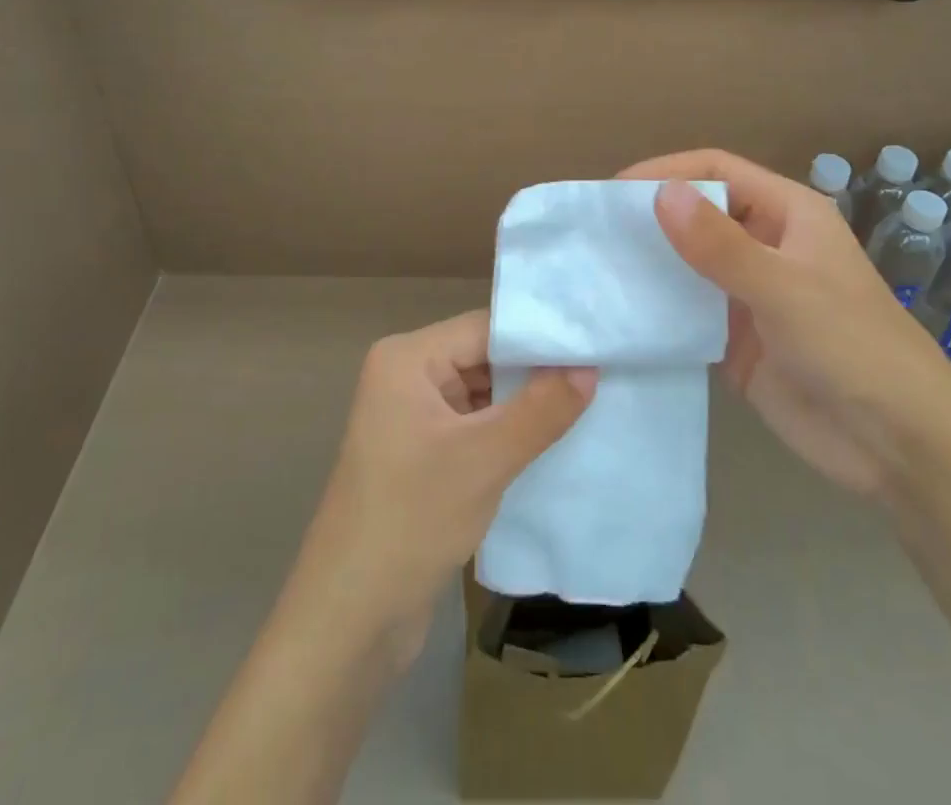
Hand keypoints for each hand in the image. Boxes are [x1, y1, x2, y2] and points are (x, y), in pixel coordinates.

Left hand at [292, 309, 595, 657]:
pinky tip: (554, 440)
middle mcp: (407, 377)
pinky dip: (510, 433)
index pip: (485, 329)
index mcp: (407, 359)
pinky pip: (475, 427)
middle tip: (601, 374)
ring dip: (527, 405)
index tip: (596, 346)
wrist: (349, 620)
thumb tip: (589, 369)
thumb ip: (541, 409)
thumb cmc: (411, 520)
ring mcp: (413, 418)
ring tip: (591, 402)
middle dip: (537, 372)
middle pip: (485, 358)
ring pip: (483, 394)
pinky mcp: (423, 455)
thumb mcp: (484, 459)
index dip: (540, 337)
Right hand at [620, 150, 950, 499]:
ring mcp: (748, 294)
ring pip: (688, 263)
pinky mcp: (735, 340)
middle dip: (650, 217)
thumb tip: (660, 193)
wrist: (899, 447)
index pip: (717, 171)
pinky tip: (619, 314)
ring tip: (594, 268)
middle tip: (593, 231)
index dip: (668, 171)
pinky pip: (687, 312)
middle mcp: (765, 245)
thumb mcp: (785, 290)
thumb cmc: (853, 349)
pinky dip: (656, 309)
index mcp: (787, 214)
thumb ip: (721, 245)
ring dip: (648, 263)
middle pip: (698, 213)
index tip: (614, 191)